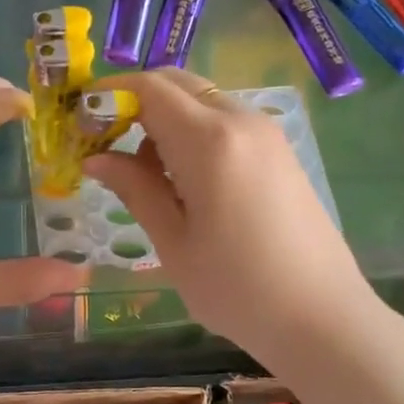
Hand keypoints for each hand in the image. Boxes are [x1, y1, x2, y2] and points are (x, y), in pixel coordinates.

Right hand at [84, 69, 387, 368]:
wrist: (323, 319)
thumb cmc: (238, 289)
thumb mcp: (173, 243)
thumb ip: (134, 188)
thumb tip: (96, 158)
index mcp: (210, 140)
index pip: (149, 88)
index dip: (107, 94)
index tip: (80, 123)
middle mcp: (242, 121)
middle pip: (177, 84)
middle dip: (134, 102)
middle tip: (106, 145)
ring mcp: (267, 134)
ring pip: (201, 101)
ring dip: (164, 119)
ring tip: (145, 175)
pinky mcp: (280, 151)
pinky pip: (225, 122)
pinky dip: (193, 132)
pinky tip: (185, 181)